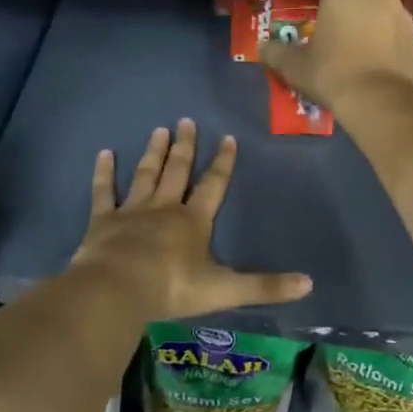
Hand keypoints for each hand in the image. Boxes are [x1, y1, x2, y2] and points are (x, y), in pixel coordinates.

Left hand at [74, 119, 312, 320]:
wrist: (118, 289)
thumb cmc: (172, 287)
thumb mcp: (225, 290)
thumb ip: (265, 287)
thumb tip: (309, 284)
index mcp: (194, 221)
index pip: (213, 185)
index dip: (222, 163)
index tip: (227, 138)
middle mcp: (165, 208)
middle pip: (178, 171)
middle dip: (185, 147)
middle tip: (186, 121)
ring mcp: (132, 211)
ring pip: (146, 175)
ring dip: (154, 153)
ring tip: (159, 130)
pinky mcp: (103, 221)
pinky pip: (104, 192)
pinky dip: (104, 173)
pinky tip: (104, 154)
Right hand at [259, 0, 412, 114]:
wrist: (383, 103)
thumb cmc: (333, 74)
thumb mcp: (295, 66)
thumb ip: (277, 52)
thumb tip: (263, 48)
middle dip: (340, 4)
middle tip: (327, 22)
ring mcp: (401, 14)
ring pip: (376, 10)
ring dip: (364, 21)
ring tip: (351, 42)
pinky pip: (392, 32)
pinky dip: (382, 39)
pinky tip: (372, 58)